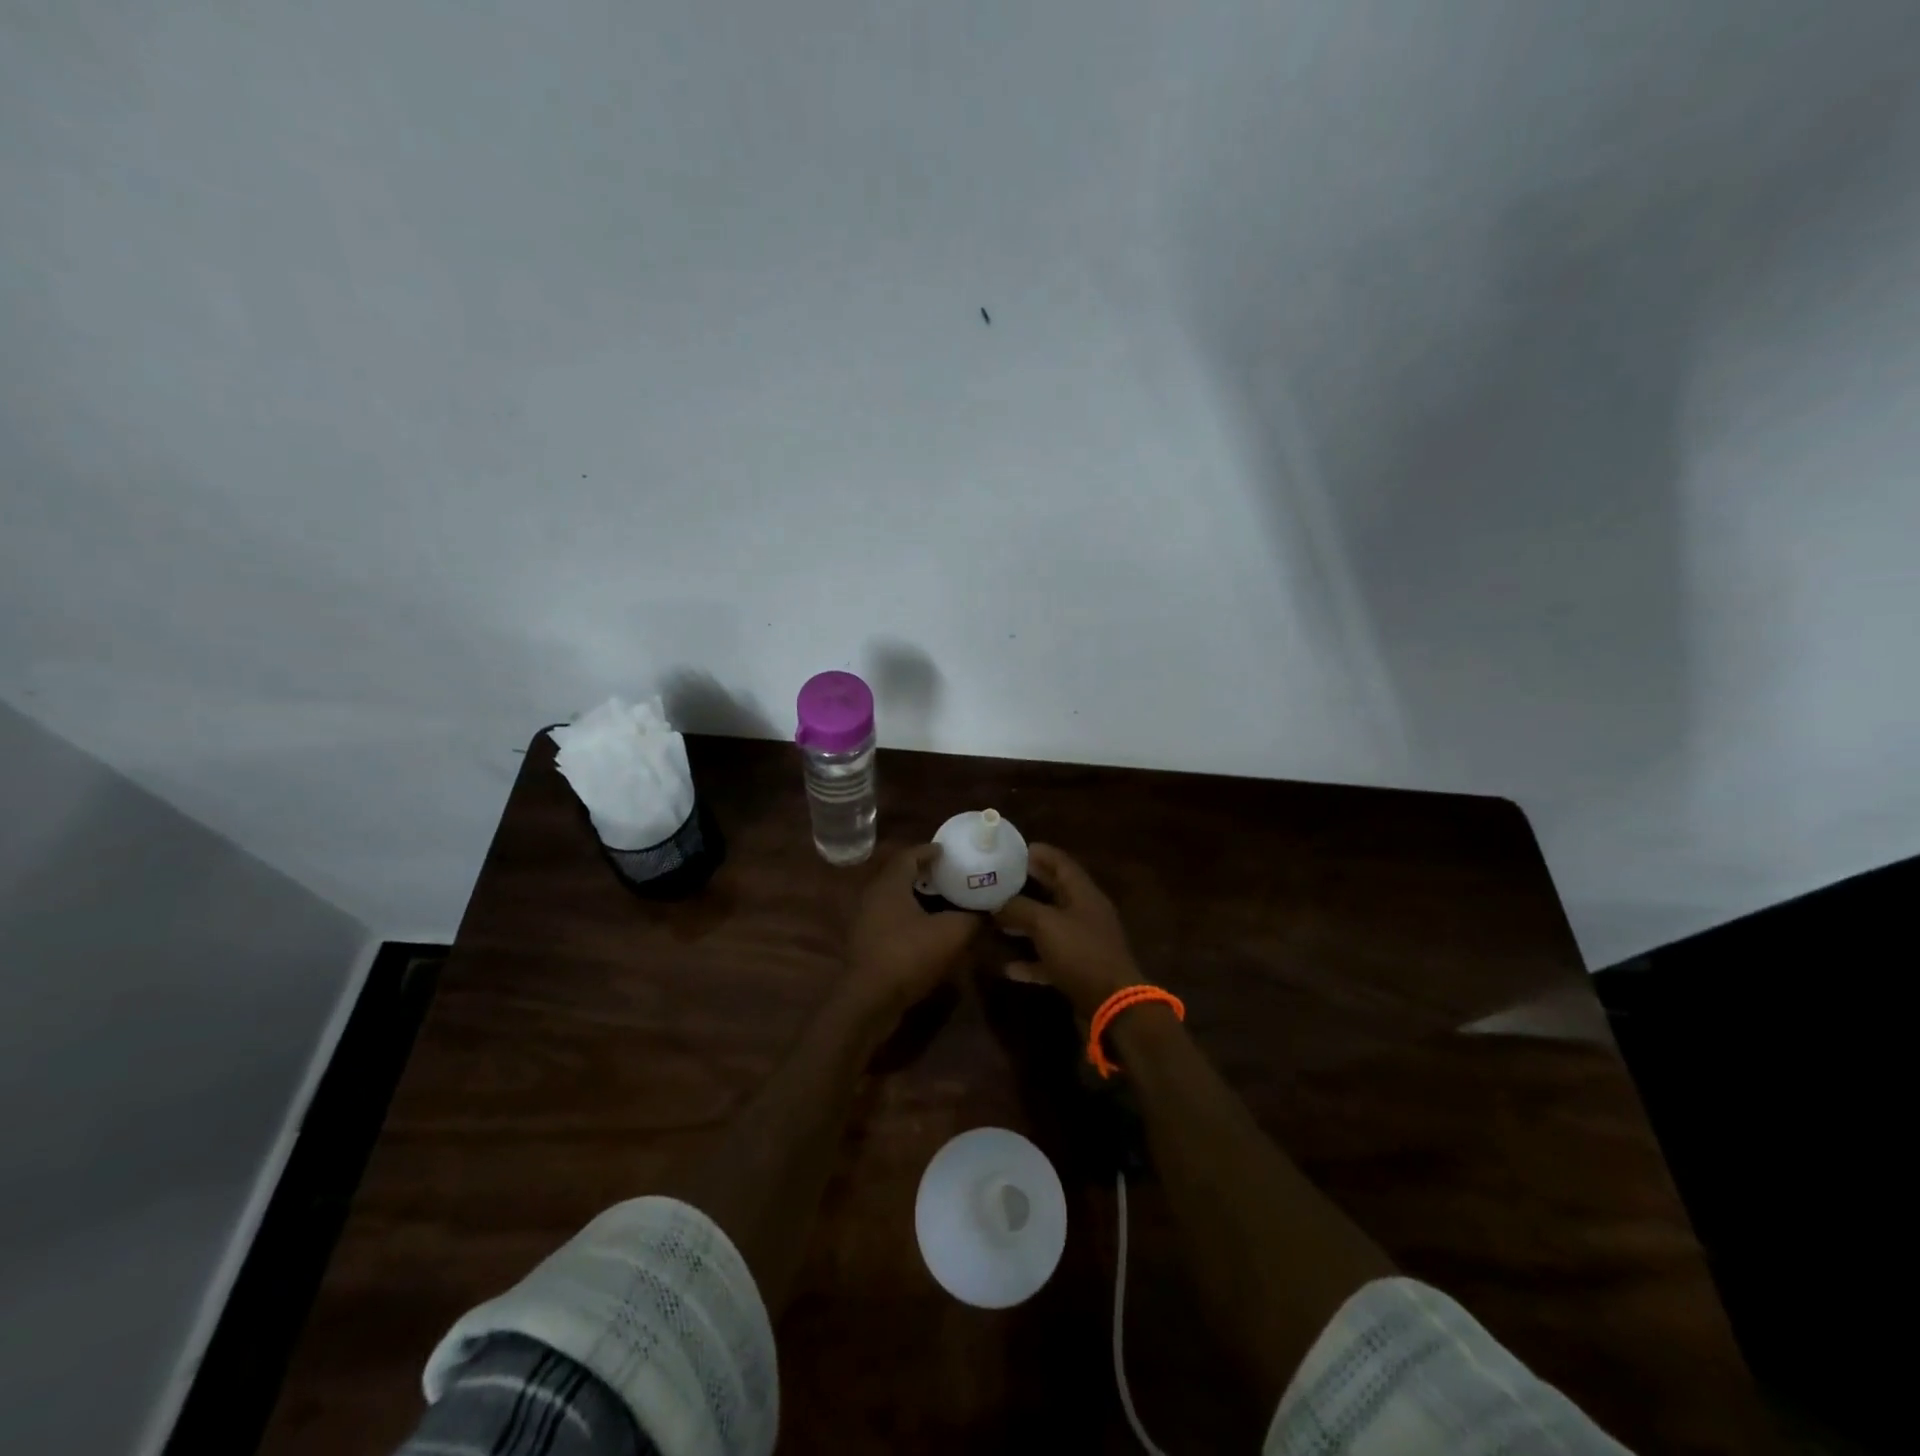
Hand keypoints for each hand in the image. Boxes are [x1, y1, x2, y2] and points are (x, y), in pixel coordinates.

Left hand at [844, 844, 981, 1017]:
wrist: (870, 1000)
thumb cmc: (908, 955)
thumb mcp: (952, 934)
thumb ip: (972, 918)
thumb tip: (987, 911)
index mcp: (890, 884)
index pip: (909, 855)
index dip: (930, 851)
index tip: (949, 852)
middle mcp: (874, 896)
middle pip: (901, 876)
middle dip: (926, 875)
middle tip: (951, 876)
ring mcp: (867, 921)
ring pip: (896, 900)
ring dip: (919, 899)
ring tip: (945, 903)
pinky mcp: (867, 944)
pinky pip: (892, 921)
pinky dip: (911, 919)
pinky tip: (930, 931)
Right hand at [992, 845, 1144, 1015]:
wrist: (1112, 1003)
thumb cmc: (1080, 953)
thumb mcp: (1045, 924)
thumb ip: (1019, 908)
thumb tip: (997, 902)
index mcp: (1083, 893)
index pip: (1060, 862)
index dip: (1038, 853)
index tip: (1011, 849)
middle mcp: (1085, 913)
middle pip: (1054, 891)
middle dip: (1027, 885)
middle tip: (998, 880)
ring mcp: (1083, 942)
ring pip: (1049, 925)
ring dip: (1024, 922)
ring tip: (996, 917)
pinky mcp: (1079, 969)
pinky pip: (1049, 958)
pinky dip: (1030, 960)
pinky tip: (1007, 966)